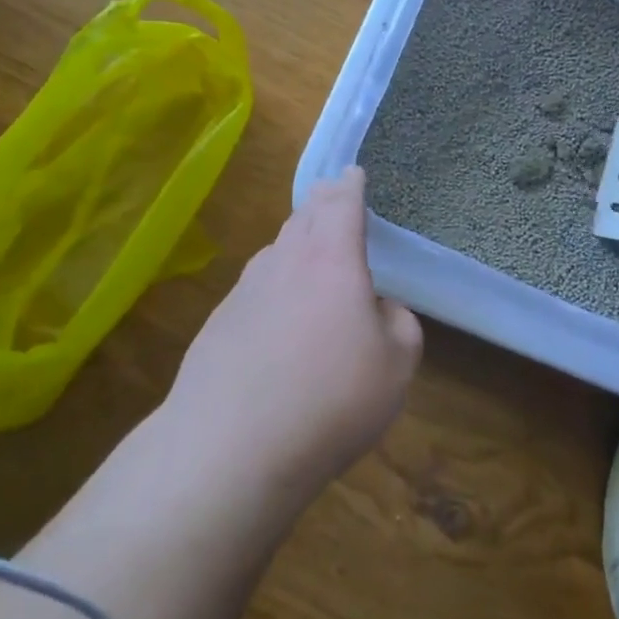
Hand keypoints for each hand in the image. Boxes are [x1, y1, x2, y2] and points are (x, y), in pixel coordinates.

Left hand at [163, 166, 422, 497]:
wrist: (230, 446)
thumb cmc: (330, 398)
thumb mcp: (397, 365)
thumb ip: (399, 323)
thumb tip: (381, 308)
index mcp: (332, 259)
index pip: (341, 204)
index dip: (350, 185)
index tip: (353, 172)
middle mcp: (284, 262)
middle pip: (303, 218)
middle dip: (321, 203)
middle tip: (332, 197)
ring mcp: (244, 291)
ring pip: (276, 251)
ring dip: (296, 241)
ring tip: (309, 248)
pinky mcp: (219, 323)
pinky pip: (255, 287)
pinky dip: (274, 284)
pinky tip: (278, 313)